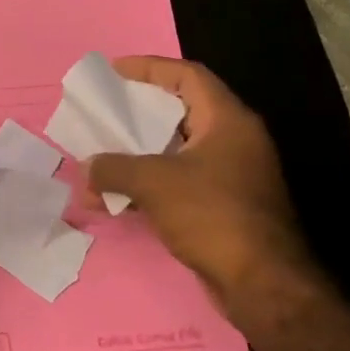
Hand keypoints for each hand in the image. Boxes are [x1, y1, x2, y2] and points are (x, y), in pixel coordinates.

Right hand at [85, 57, 320, 314]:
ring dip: (138, 155)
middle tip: (106, 112)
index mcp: (228, 121)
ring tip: (103, 158)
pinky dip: (149, 183)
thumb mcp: (154, 183)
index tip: (115, 70)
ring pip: (177, 150)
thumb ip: (114, 168)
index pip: (188, 77)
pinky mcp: (224, 206)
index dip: (150, 67)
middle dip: (139, 113)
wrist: (261, 282)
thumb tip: (87, 168)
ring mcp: (232, 175)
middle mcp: (235, 141)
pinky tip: (119, 198)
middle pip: (181, 112)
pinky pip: (180, 181)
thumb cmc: (212, 215)